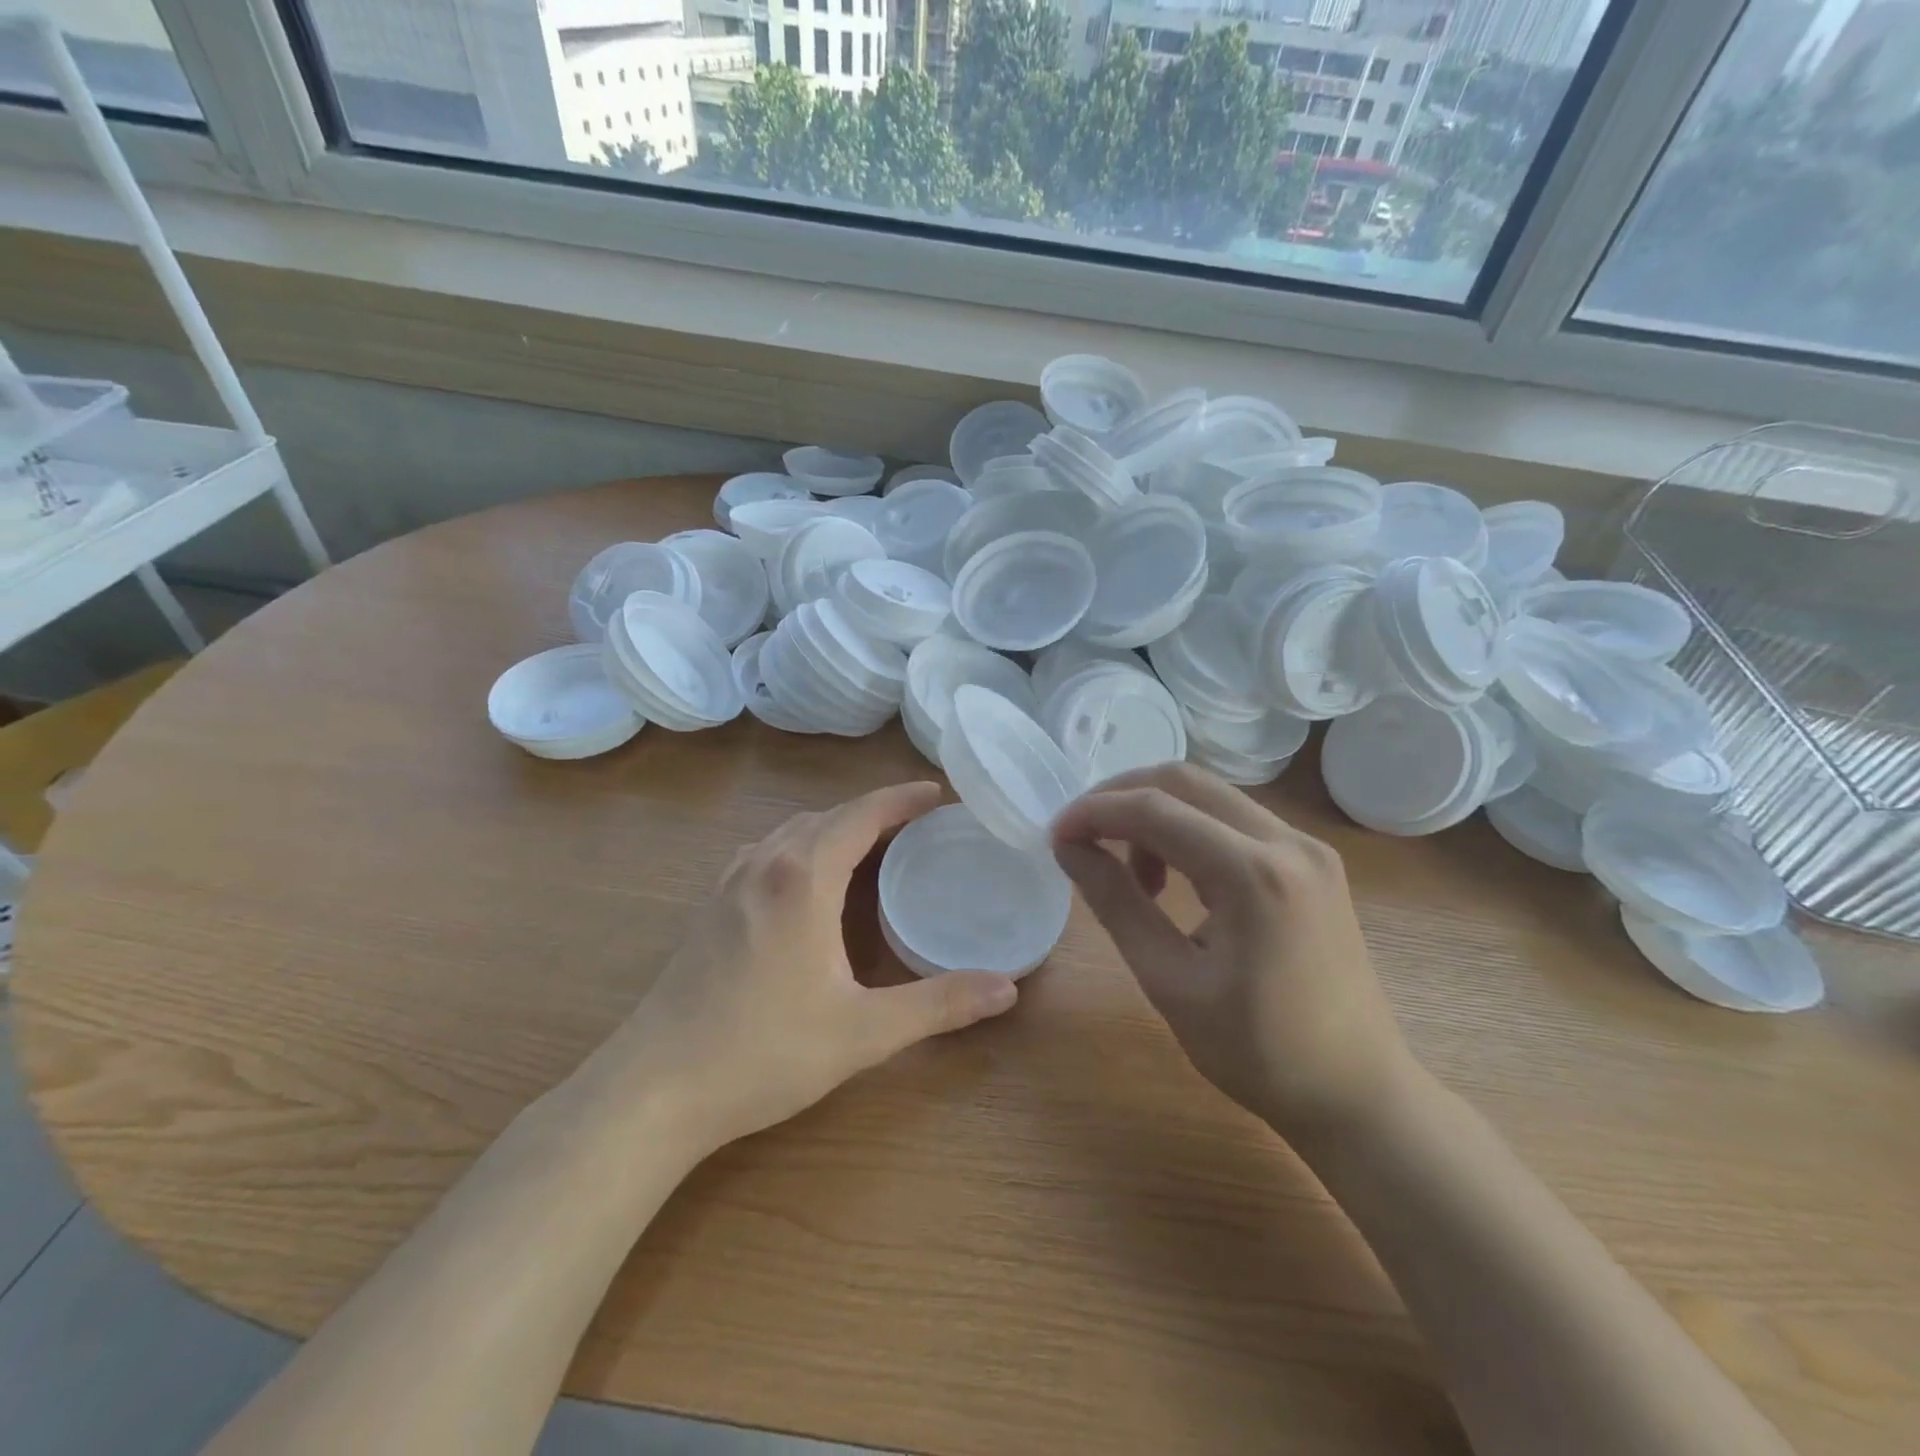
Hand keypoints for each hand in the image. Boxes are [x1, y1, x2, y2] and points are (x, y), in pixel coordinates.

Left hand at [606, 782, 1018, 1153]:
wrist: (654, 1088)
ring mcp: (729, 882)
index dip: (902, 799)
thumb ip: (939, 1004)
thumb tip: (1008, 988)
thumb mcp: (863, 1031)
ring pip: (792, 831)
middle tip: (918, 825)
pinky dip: (801, 846)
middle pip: (827, 816)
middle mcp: (764, 863)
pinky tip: (808, 878)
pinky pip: (766, 852)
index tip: (939, 794)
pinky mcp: (710, 906)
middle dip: (875, 812)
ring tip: (872, 845)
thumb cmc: (764, 1051)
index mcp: (803, 877)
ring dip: (835, 827)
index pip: (861, 814)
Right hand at [1050, 763, 1412, 1140]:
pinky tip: (1174, 878)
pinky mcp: (1312, 862)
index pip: (1155, 810)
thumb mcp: (1169, 981)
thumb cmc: (1258, 1052)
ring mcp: (1307, 847)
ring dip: (1156, 815)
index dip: (1094, 812)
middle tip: (1081, 836)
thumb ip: (1115, 902)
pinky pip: (1235, 820)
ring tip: (1130, 873)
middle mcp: (1288, 841)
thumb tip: (1069, 847)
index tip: (1054, 835)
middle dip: (1121, 797)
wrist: (1358, 1094)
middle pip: (1185, 782)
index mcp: (1255, 874)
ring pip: (1210, 796)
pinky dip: (1190, 831)